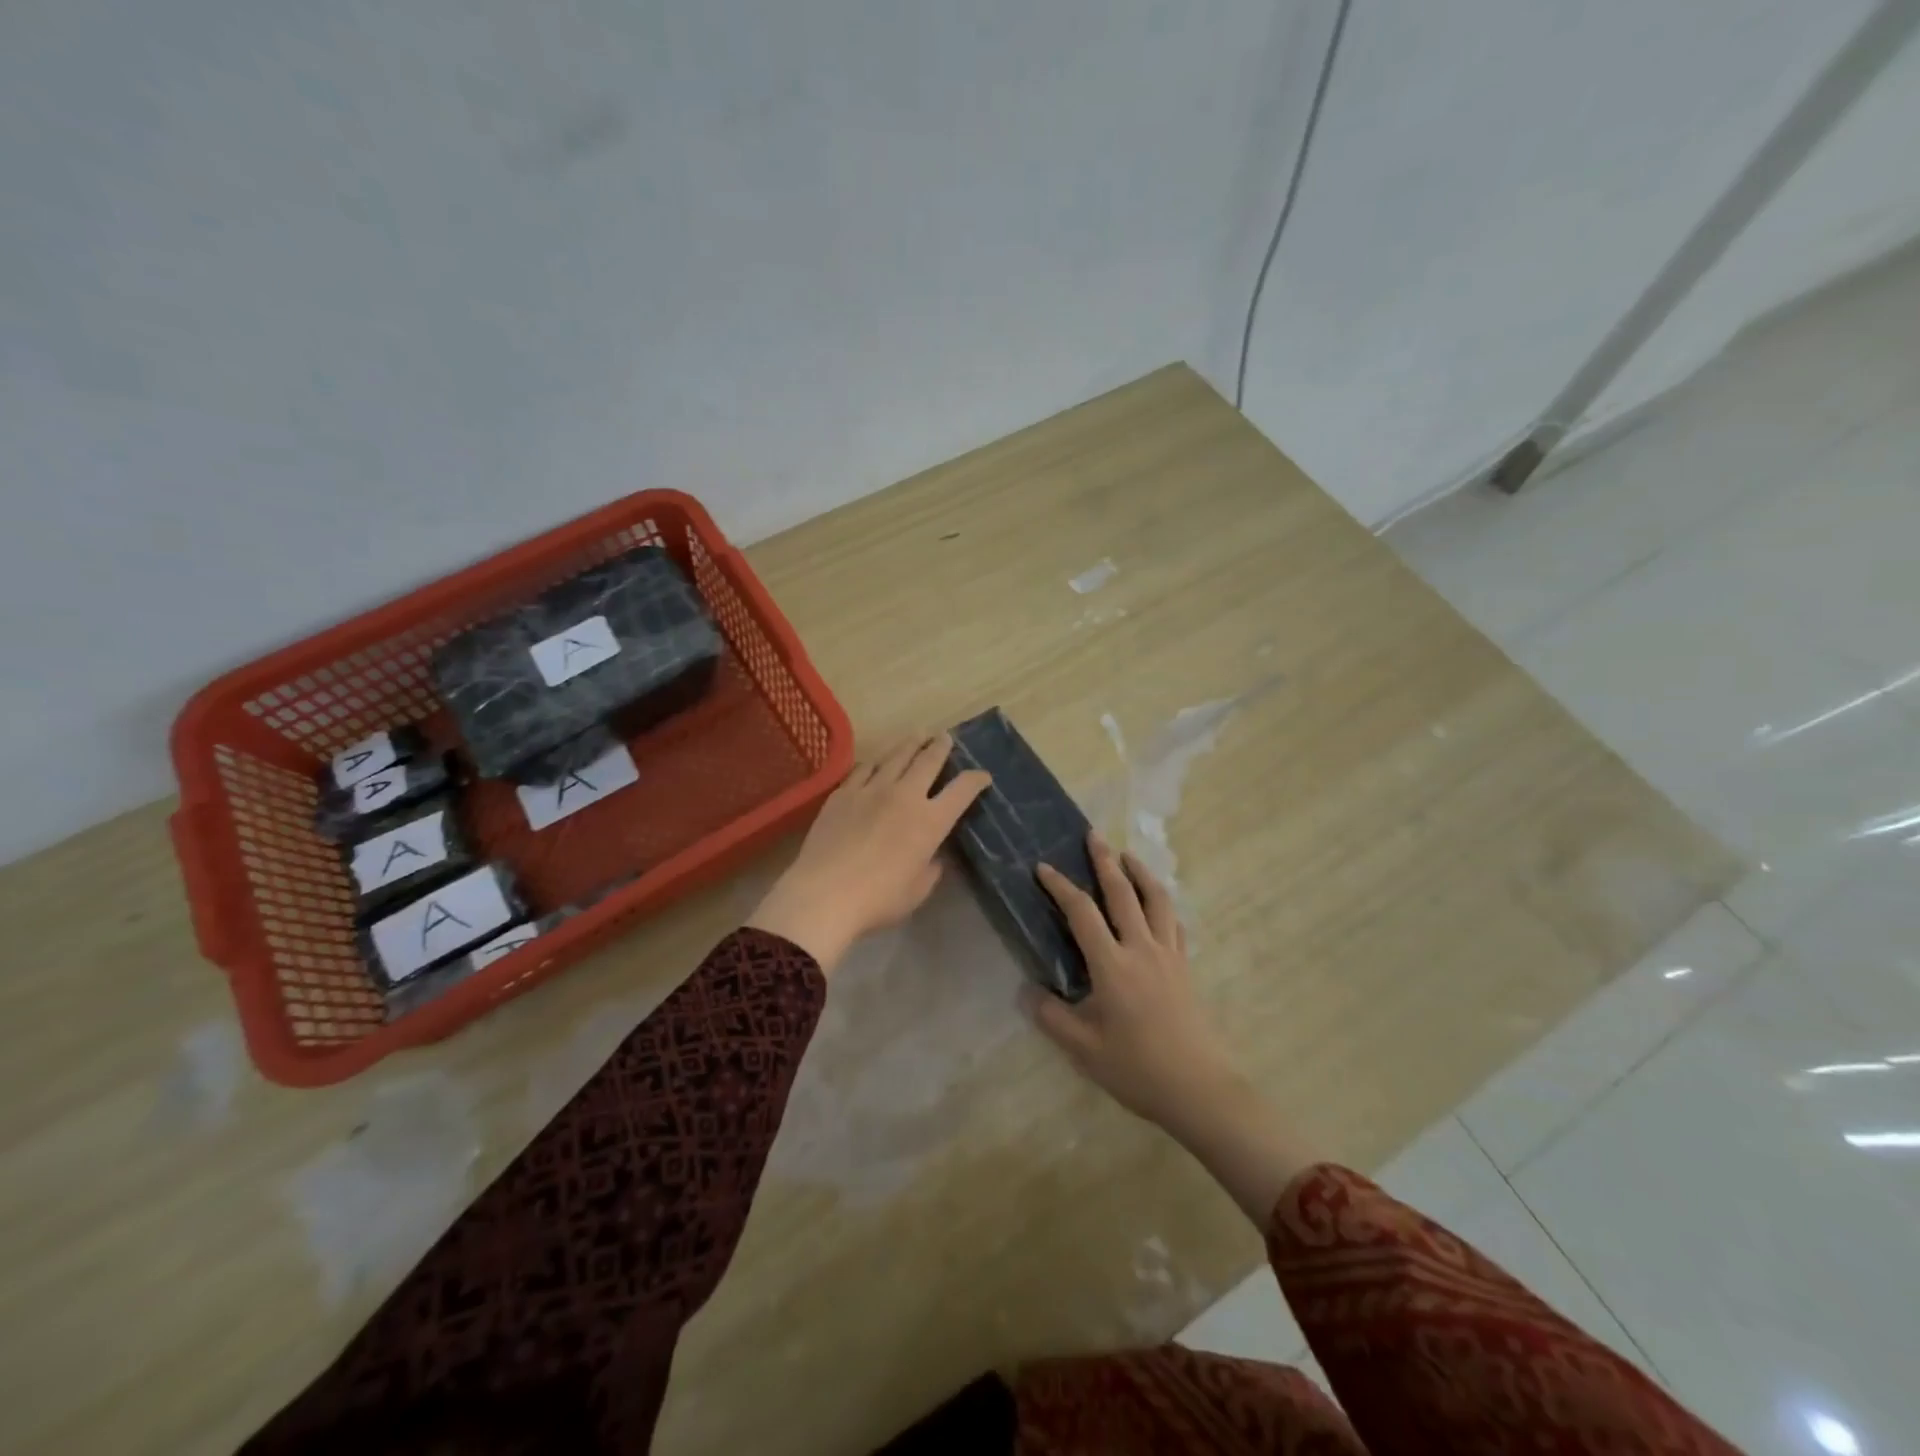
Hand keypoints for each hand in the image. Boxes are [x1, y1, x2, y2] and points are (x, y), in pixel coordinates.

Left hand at [747, 733, 989, 975]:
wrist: (825, 893)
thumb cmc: (878, 899)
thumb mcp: (917, 891)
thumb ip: (930, 868)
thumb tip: (932, 856)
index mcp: (930, 821)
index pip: (962, 790)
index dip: (976, 779)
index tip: (983, 776)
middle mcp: (905, 795)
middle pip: (928, 760)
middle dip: (941, 746)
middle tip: (946, 737)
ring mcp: (871, 789)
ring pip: (896, 756)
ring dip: (910, 743)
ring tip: (917, 734)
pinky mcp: (843, 793)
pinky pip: (863, 768)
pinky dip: (875, 762)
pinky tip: (876, 761)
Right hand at [1030, 834, 1239, 1129]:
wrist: (1199, 1089)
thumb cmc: (1137, 1069)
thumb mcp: (1084, 1049)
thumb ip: (1052, 1016)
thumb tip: (1028, 991)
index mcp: (1112, 965)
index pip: (1082, 913)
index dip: (1061, 886)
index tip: (1043, 868)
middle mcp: (1141, 949)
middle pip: (1122, 893)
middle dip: (1105, 861)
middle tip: (1093, 835)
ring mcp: (1169, 955)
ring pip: (1156, 899)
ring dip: (1140, 872)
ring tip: (1127, 855)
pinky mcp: (1185, 967)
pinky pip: (1174, 922)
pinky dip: (1162, 902)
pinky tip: (1157, 902)